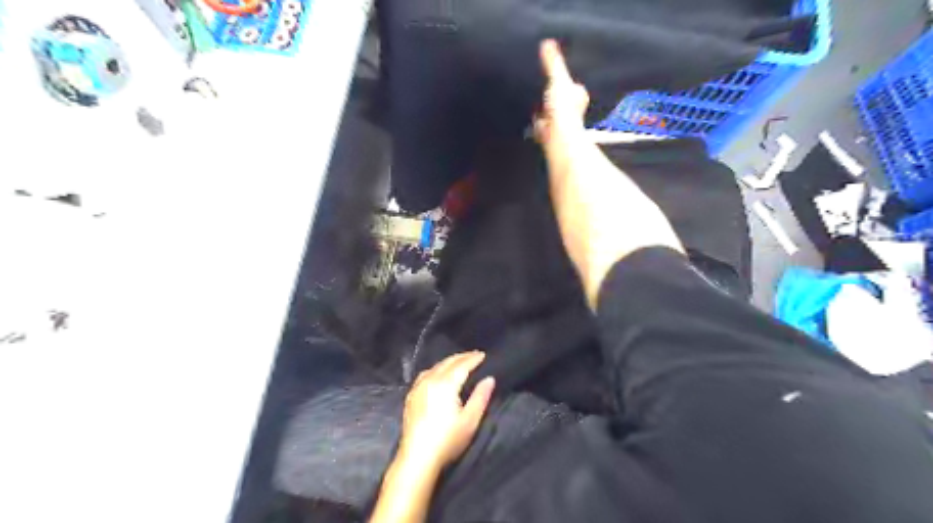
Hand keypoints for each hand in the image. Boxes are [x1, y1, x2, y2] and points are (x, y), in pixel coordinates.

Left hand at [398, 351, 493, 469]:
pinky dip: (436, 369)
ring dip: (449, 361)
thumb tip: (489, 379)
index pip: (462, 365)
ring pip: (435, 366)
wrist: (417, 458)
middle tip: (474, 355)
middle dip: (462, 357)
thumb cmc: (447, 440)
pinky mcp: (411, 396)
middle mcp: (430, 380)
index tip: (483, 355)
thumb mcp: (470, 421)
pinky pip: (425, 374)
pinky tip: (438, 374)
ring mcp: (418, 387)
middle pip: (448, 362)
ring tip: (459, 362)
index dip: (473, 359)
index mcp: (445, 384)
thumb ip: (480, 397)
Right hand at [537, 39, 584, 144]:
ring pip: (551, 112)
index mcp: (579, 95)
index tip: (556, 76)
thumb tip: (547, 42)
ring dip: (544, 109)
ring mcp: (561, 122)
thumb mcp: (558, 78)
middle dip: (554, 96)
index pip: (573, 86)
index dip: (565, 81)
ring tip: (534, 100)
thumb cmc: (563, 106)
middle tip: (542, 87)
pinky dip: (536, 120)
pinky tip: (530, 116)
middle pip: (561, 99)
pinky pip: (541, 123)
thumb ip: (553, 62)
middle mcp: (573, 110)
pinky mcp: (549, 133)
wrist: (557, 133)